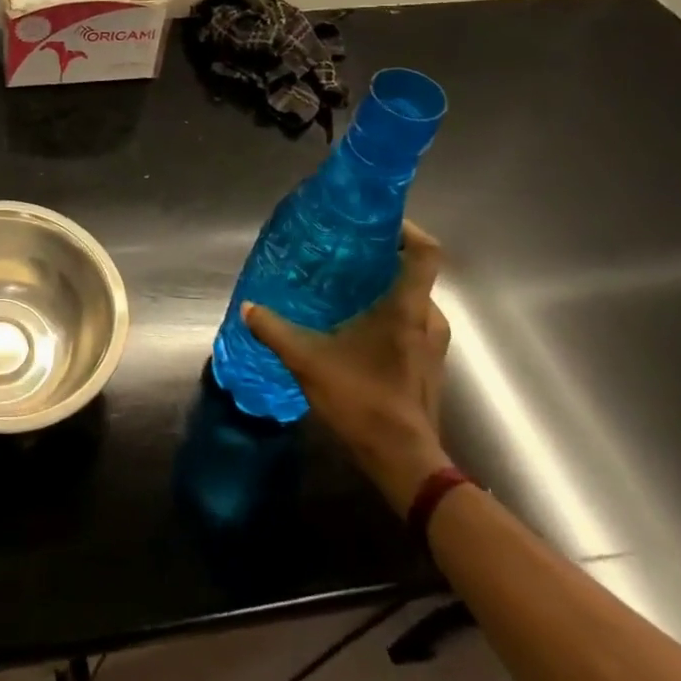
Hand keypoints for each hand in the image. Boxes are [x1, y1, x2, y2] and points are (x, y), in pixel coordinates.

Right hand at [243, 220, 451, 510]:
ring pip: (412, 297)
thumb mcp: (307, 361)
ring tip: (344, 285)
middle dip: (382, 256)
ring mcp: (433, 342)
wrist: (404, 460)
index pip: (425, 252)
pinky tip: (354, 323)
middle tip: (343, 251)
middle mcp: (428, 318)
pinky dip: (388, 311)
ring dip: (384, 286)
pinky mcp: (428, 361)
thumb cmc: (362, 400)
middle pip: (413, 271)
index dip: (406, 228)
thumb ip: (275, 330)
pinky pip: (412, 320)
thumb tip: (248, 307)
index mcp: (406, 308)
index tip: (374, 220)